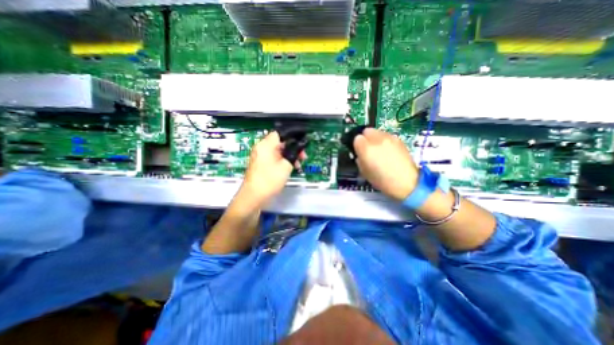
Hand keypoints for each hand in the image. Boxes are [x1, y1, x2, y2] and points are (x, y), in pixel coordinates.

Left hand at [242, 131, 303, 203]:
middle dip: (292, 148)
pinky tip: (289, 168)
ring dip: (288, 156)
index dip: (292, 137)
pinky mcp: (260, 164)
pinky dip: (281, 160)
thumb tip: (299, 148)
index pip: (280, 133)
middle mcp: (261, 148)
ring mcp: (259, 156)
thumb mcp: (286, 166)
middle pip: (279, 142)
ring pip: (277, 151)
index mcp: (266, 145)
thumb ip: (293, 154)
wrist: (254, 196)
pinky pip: (273, 158)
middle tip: (303, 156)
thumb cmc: (269, 180)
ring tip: (298, 164)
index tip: (301, 144)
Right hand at [352, 128, 419, 198]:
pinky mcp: (398, 139)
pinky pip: (387, 136)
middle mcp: (377, 139)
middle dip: (365, 138)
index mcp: (366, 148)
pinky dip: (384, 141)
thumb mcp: (364, 172)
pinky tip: (388, 151)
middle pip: (366, 131)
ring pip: (377, 132)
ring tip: (379, 150)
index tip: (359, 152)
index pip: (357, 138)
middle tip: (368, 149)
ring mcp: (389, 138)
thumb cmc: (382, 181)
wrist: (406, 183)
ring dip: (375, 138)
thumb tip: (360, 154)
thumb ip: (359, 159)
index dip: (357, 146)